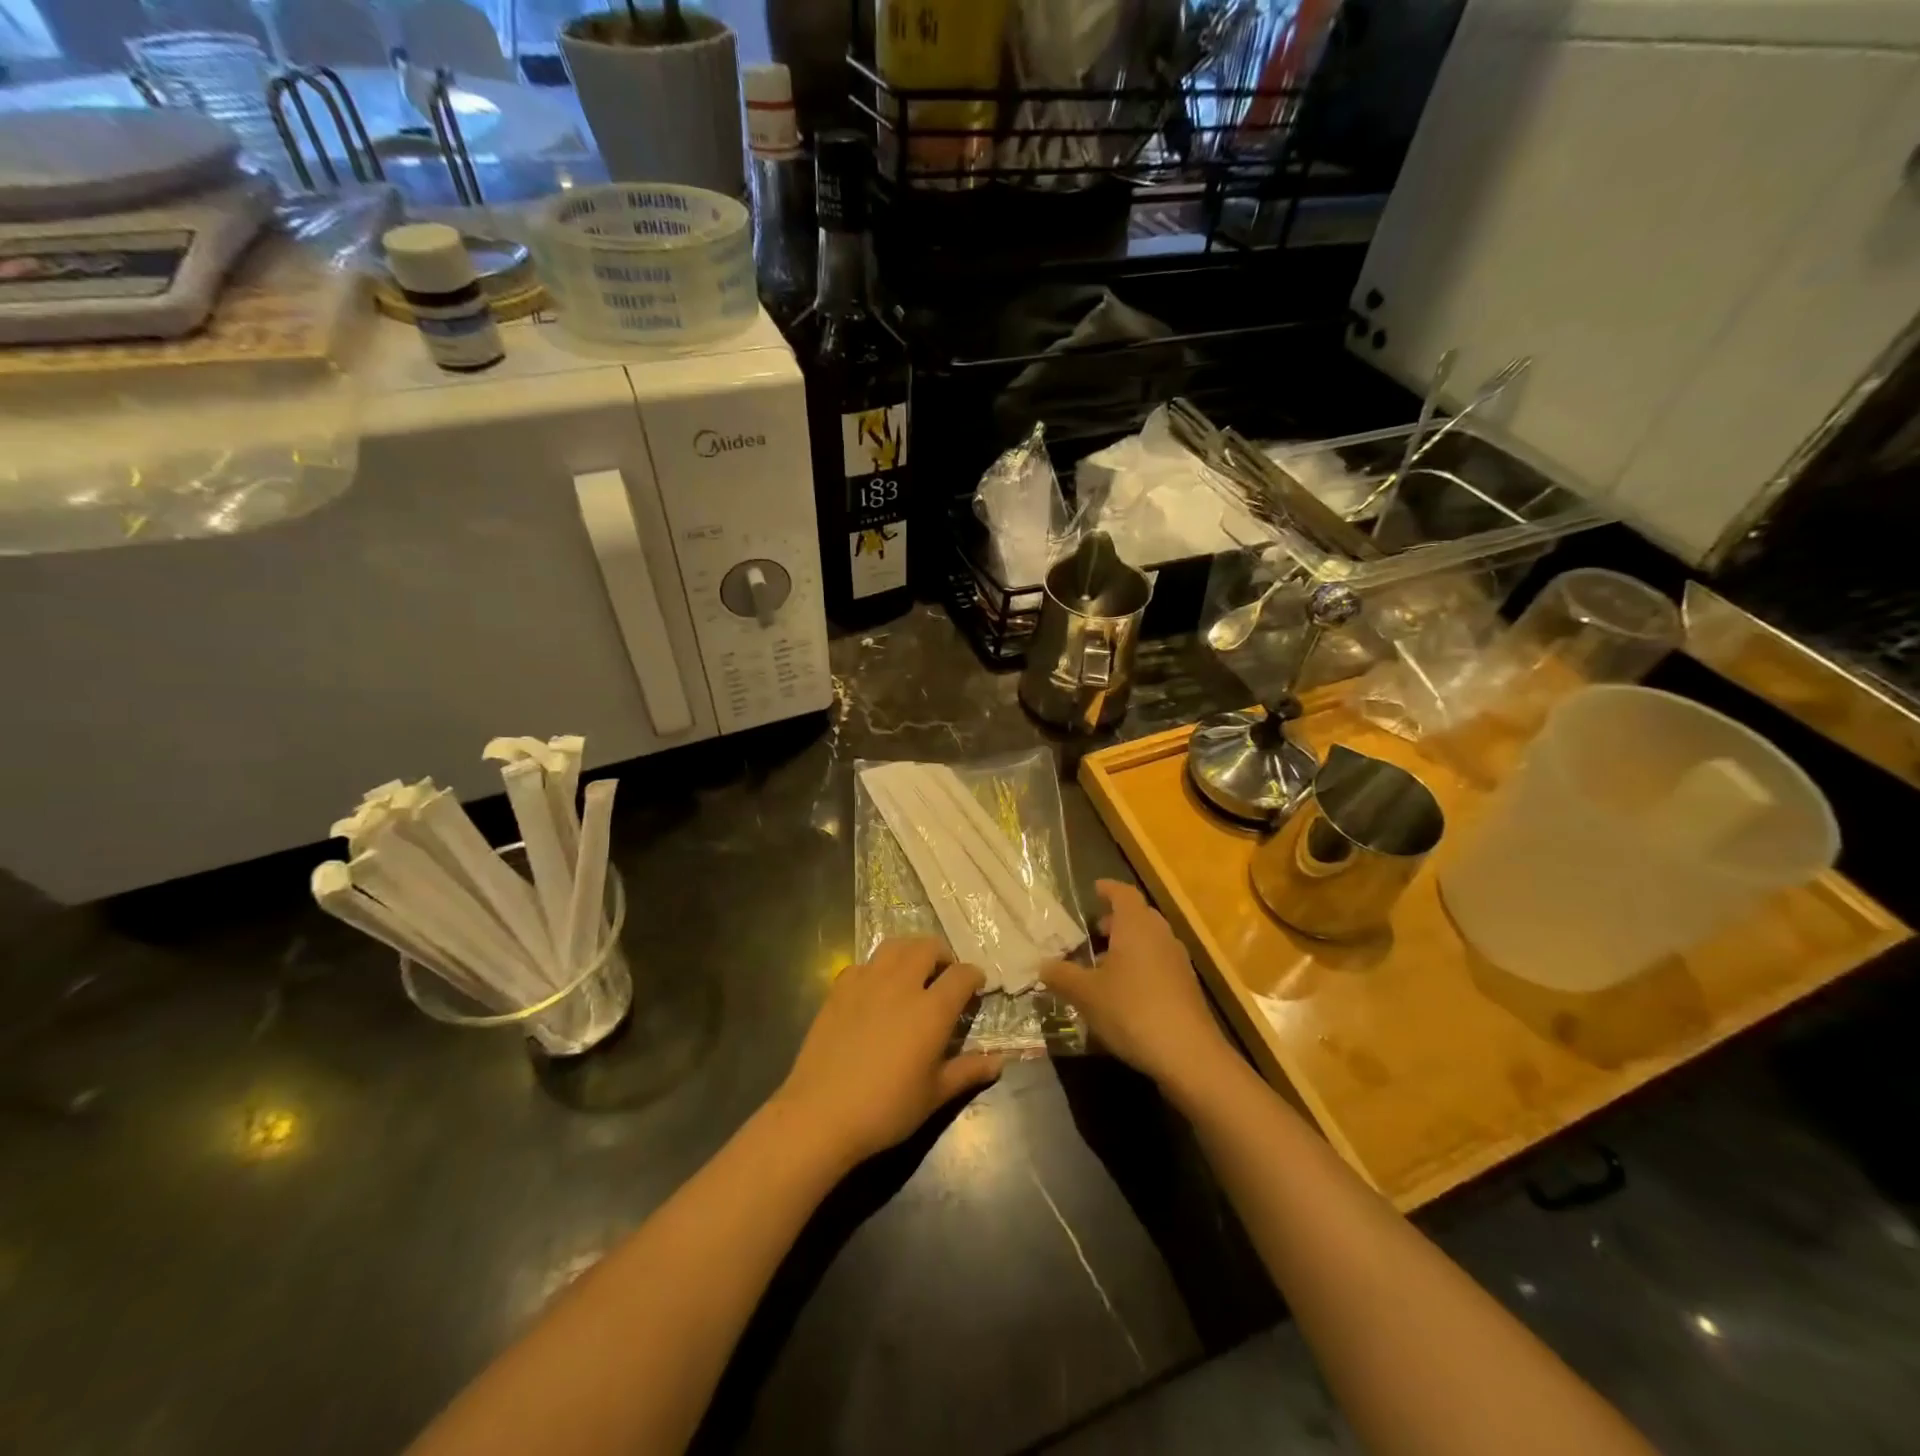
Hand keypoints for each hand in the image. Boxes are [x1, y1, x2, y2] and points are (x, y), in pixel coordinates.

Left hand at [772, 937, 1001, 1169]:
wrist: (821, 1114)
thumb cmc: (886, 1109)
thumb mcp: (934, 1095)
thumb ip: (967, 1071)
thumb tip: (999, 1062)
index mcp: (931, 1009)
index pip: (961, 975)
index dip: (974, 976)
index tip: (976, 986)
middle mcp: (901, 984)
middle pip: (927, 947)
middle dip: (942, 955)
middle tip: (945, 975)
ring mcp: (866, 981)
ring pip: (895, 946)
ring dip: (911, 952)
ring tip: (913, 971)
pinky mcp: (839, 988)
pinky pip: (864, 964)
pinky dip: (878, 968)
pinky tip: (876, 989)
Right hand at [1043, 880, 1234, 1090]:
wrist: (1188, 1054)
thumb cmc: (1132, 1010)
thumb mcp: (1086, 994)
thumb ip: (1061, 976)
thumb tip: (1042, 965)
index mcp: (1136, 926)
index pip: (1124, 893)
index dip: (1108, 889)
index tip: (1094, 889)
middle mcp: (1160, 936)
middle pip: (1139, 916)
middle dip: (1117, 920)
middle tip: (1094, 931)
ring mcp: (1178, 962)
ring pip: (1151, 941)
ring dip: (1129, 946)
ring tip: (1104, 965)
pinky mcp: (1186, 988)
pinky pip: (1159, 964)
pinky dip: (1141, 967)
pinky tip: (1124, 992)